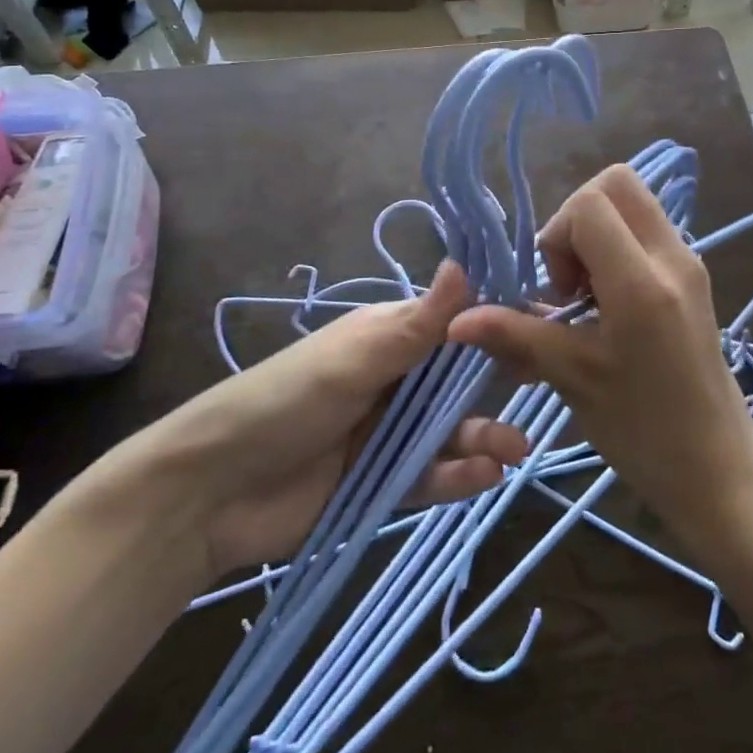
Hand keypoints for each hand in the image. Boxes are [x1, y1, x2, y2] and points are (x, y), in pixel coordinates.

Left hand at [167, 262, 528, 576]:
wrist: (213, 490)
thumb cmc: (286, 401)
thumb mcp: (355, 359)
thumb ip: (417, 323)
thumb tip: (463, 262)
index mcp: (386, 337)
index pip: (450, 326)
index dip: (491, 330)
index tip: (539, 334)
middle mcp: (393, 379)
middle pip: (456, 381)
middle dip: (494, 390)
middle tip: (539, 398)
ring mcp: (387, 431)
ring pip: (449, 430)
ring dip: (483, 437)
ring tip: (516, 451)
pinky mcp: (381, 480)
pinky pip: (430, 474)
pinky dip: (458, 475)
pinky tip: (484, 477)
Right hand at [447, 165, 752, 552]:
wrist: (716, 468)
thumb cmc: (643, 430)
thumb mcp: (573, 378)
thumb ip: (515, 335)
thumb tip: (458, 319)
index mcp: (642, 281)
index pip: (590, 204)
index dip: (557, 236)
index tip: (557, 292)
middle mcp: (672, 256)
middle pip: (617, 183)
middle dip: (576, 217)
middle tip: (568, 278)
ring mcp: (688, 262)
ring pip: (632, 204)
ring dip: (596, 233)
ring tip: (585, 295)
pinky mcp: (691, 277)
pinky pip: (646, 231)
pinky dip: (616, 248)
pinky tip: (606, 305)